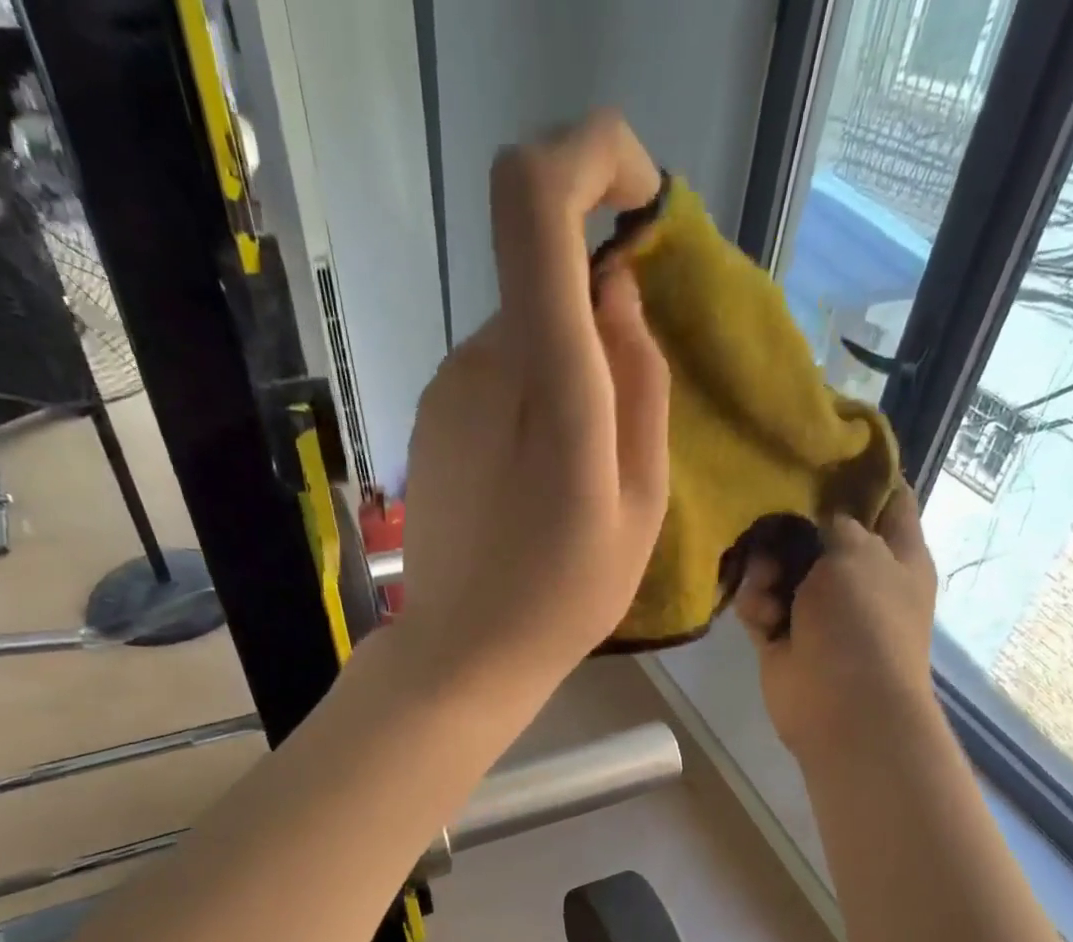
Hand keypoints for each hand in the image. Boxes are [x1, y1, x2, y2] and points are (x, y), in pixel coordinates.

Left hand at [399, 110, 669, 696]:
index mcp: (547, 381)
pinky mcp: (430, 415)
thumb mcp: (642, 504)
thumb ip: (641, 384)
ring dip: (564, 375)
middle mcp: (482, 361)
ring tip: (572, 474)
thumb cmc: (567, 595)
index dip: (589, 159)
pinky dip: (529, 399)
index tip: (635, 201)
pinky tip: (532, 480)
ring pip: (523, 333)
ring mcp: (445, 387)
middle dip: (596, 323)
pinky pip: (495, 373)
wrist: (465, 651)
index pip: (536, 201)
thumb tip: (616, 290)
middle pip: (544, 278)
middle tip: (618, 426)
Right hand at [734, 494, 938, 761]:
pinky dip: (755, 603)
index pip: (888, 499)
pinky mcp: (783, 635)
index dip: (862, 474)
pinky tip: (760, 614)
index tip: (824, 450)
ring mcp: (818, 608)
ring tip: (766, 582)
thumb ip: (833, 523)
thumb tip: (811, 520)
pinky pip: (760, 602)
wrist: (843, 705)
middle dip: (792, 522)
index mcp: (896, 553)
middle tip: (772, 516)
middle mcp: (859, 577)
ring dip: (767, 568)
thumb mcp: (857, 553)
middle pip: (820, 531)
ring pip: (781, 566)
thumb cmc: (864, 622)